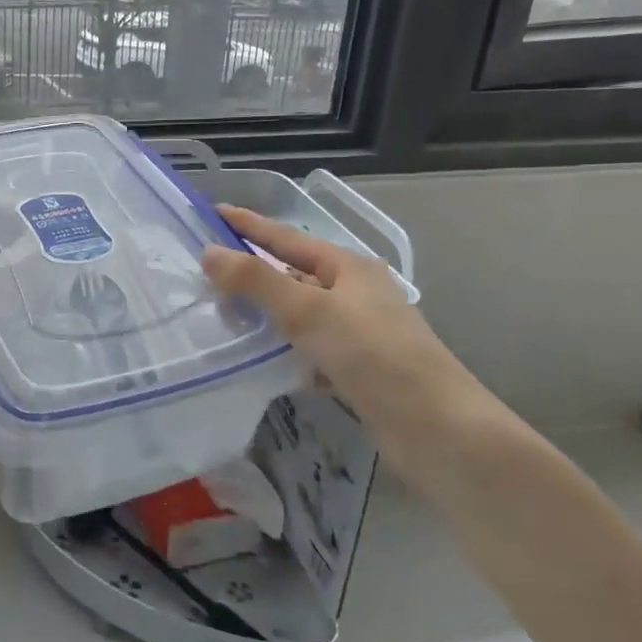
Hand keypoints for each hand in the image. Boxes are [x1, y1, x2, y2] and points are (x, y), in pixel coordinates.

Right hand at [199, 205, 486, 452]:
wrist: (435, 428)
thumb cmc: (373, 355)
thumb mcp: (309, 311)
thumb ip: (257, 281)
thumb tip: (209, 251)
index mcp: (349, 268)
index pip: (287, 238)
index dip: (250, 226)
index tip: (214, 213)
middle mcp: (355, 294)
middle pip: (292, 275)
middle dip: (252, 274)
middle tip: (206, 274)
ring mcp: (357, 332)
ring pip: (298, 315)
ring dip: (265, 315)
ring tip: (222, 316)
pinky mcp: (355, 368)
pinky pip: (307, 348)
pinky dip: (283, 350)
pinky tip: (259, 359)